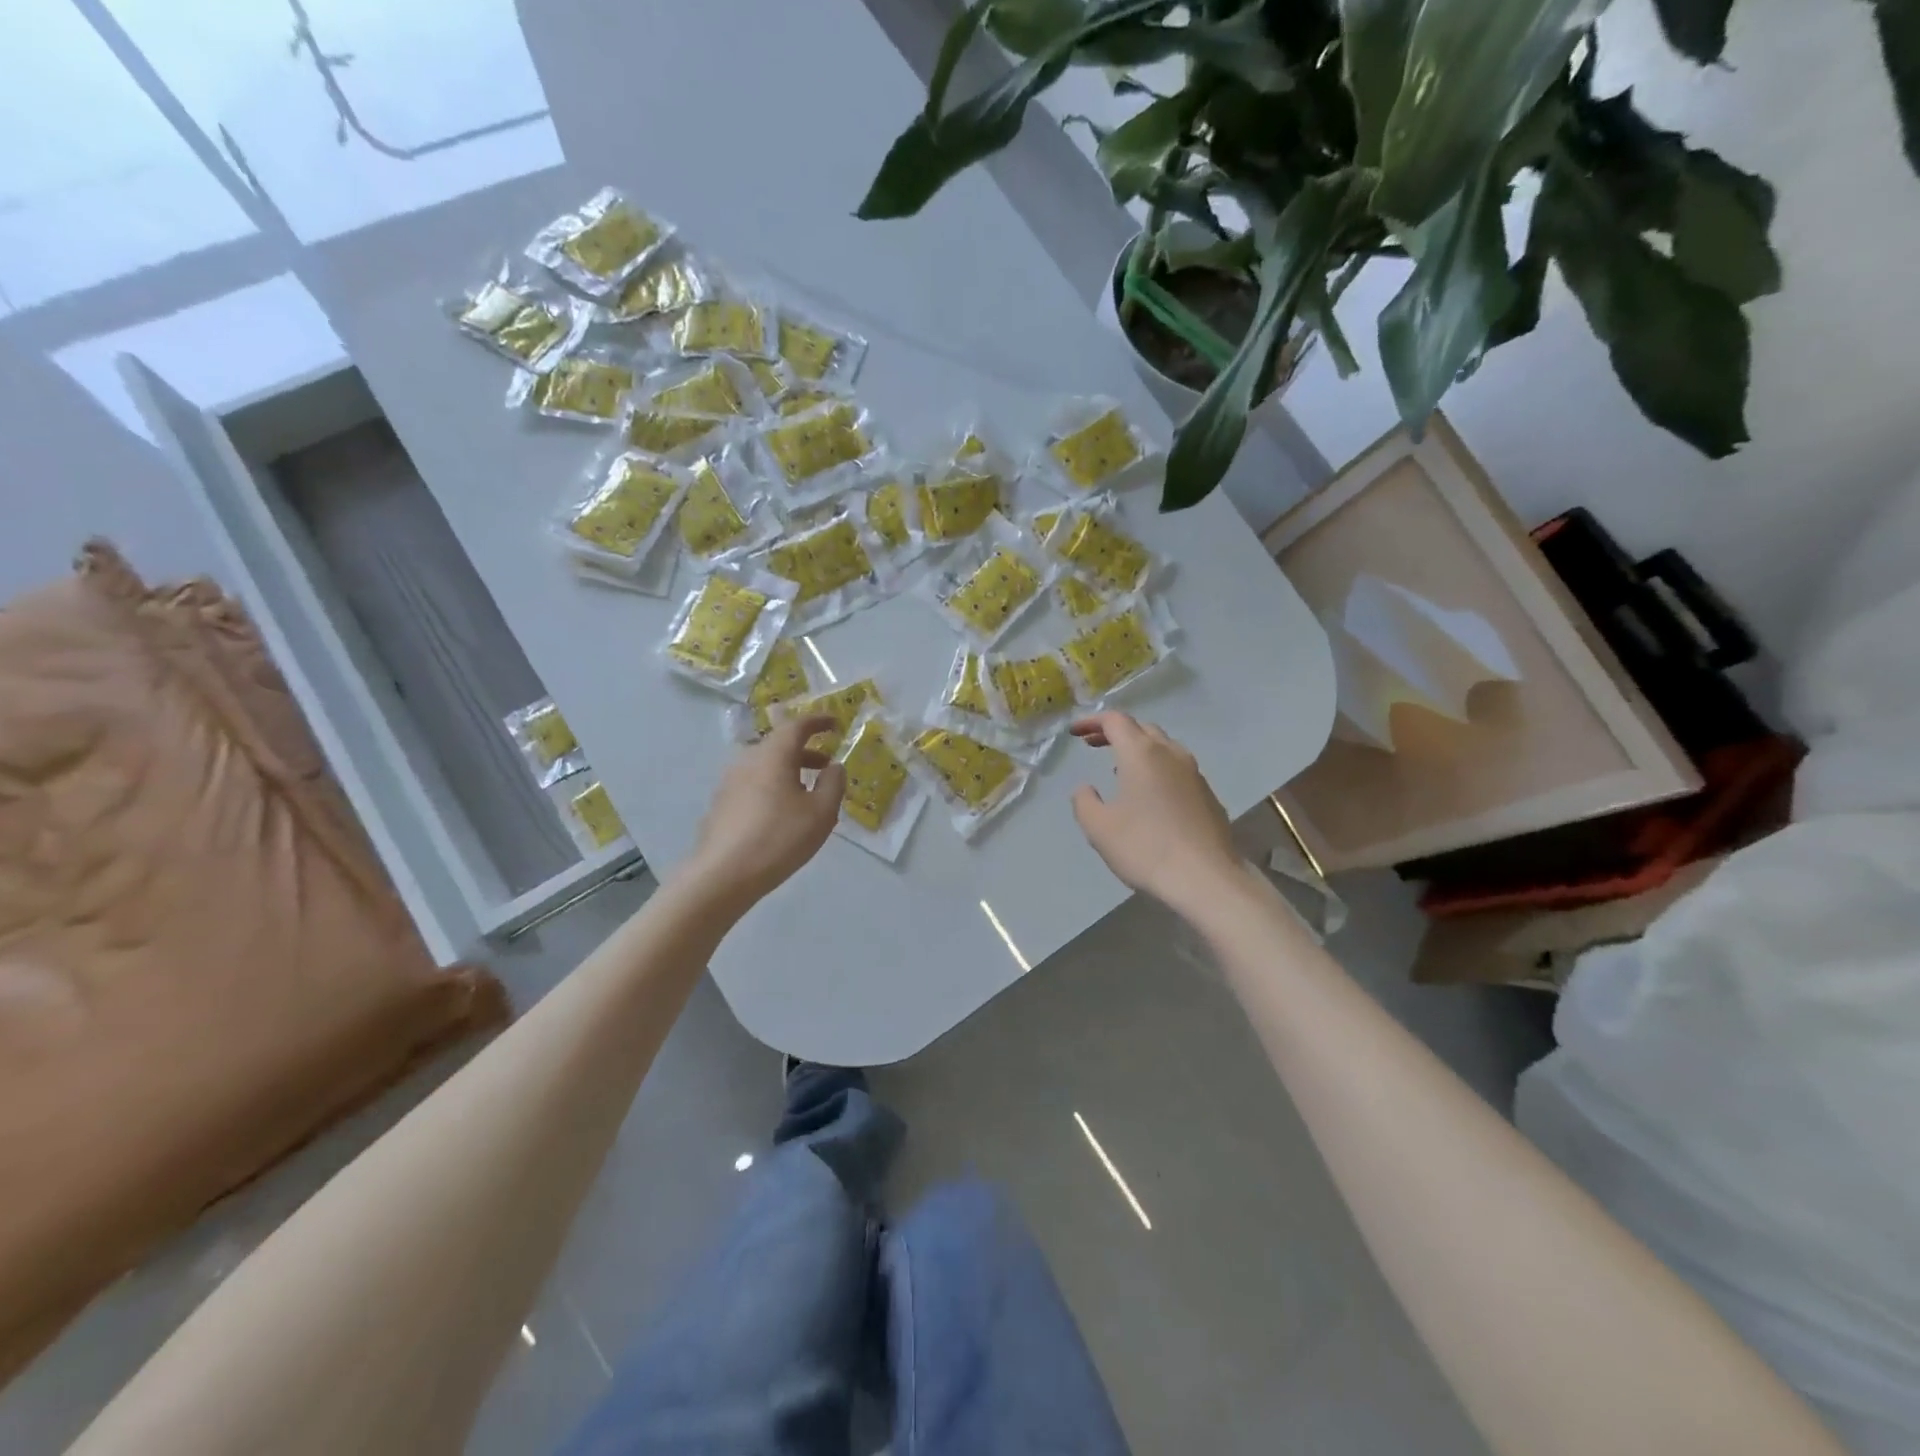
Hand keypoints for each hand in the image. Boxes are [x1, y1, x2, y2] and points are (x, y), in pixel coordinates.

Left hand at [682, 715, 844, 909]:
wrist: (723, 874)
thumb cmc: (779, 838)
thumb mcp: (821, 813)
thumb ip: (833, 784)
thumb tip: (834, 766)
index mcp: (773, 755)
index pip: (797, 725)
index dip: (818, 721)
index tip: (835, 723)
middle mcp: (748, 760)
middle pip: (779, 745)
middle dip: (805, 751)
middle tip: (825, 765)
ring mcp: (729, 782)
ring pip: (765, 765)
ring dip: (788, 770)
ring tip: (806, 792)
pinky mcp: (721, 804)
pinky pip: (753, 783)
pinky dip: (772, 786)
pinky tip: (781, 812)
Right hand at [1069, 711, 1241, 910]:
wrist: (1205, 878)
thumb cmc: (1145, 848)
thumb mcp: (1098, 827)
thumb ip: (1084, 801)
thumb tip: (1085, 788)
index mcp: (1141, 753)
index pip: (1115, 720)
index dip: (1092, 721)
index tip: (1074, 732)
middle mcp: (1171, 753)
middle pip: (1141, 729)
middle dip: (1115, 732)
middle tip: (1093, 744)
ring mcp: (1194, 773)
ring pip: (1163, 747)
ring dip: (1138, 749)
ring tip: (1119, 768)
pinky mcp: (1207, 794)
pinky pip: (1177, 769)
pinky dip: (1156, 768)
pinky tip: (1149, 794)